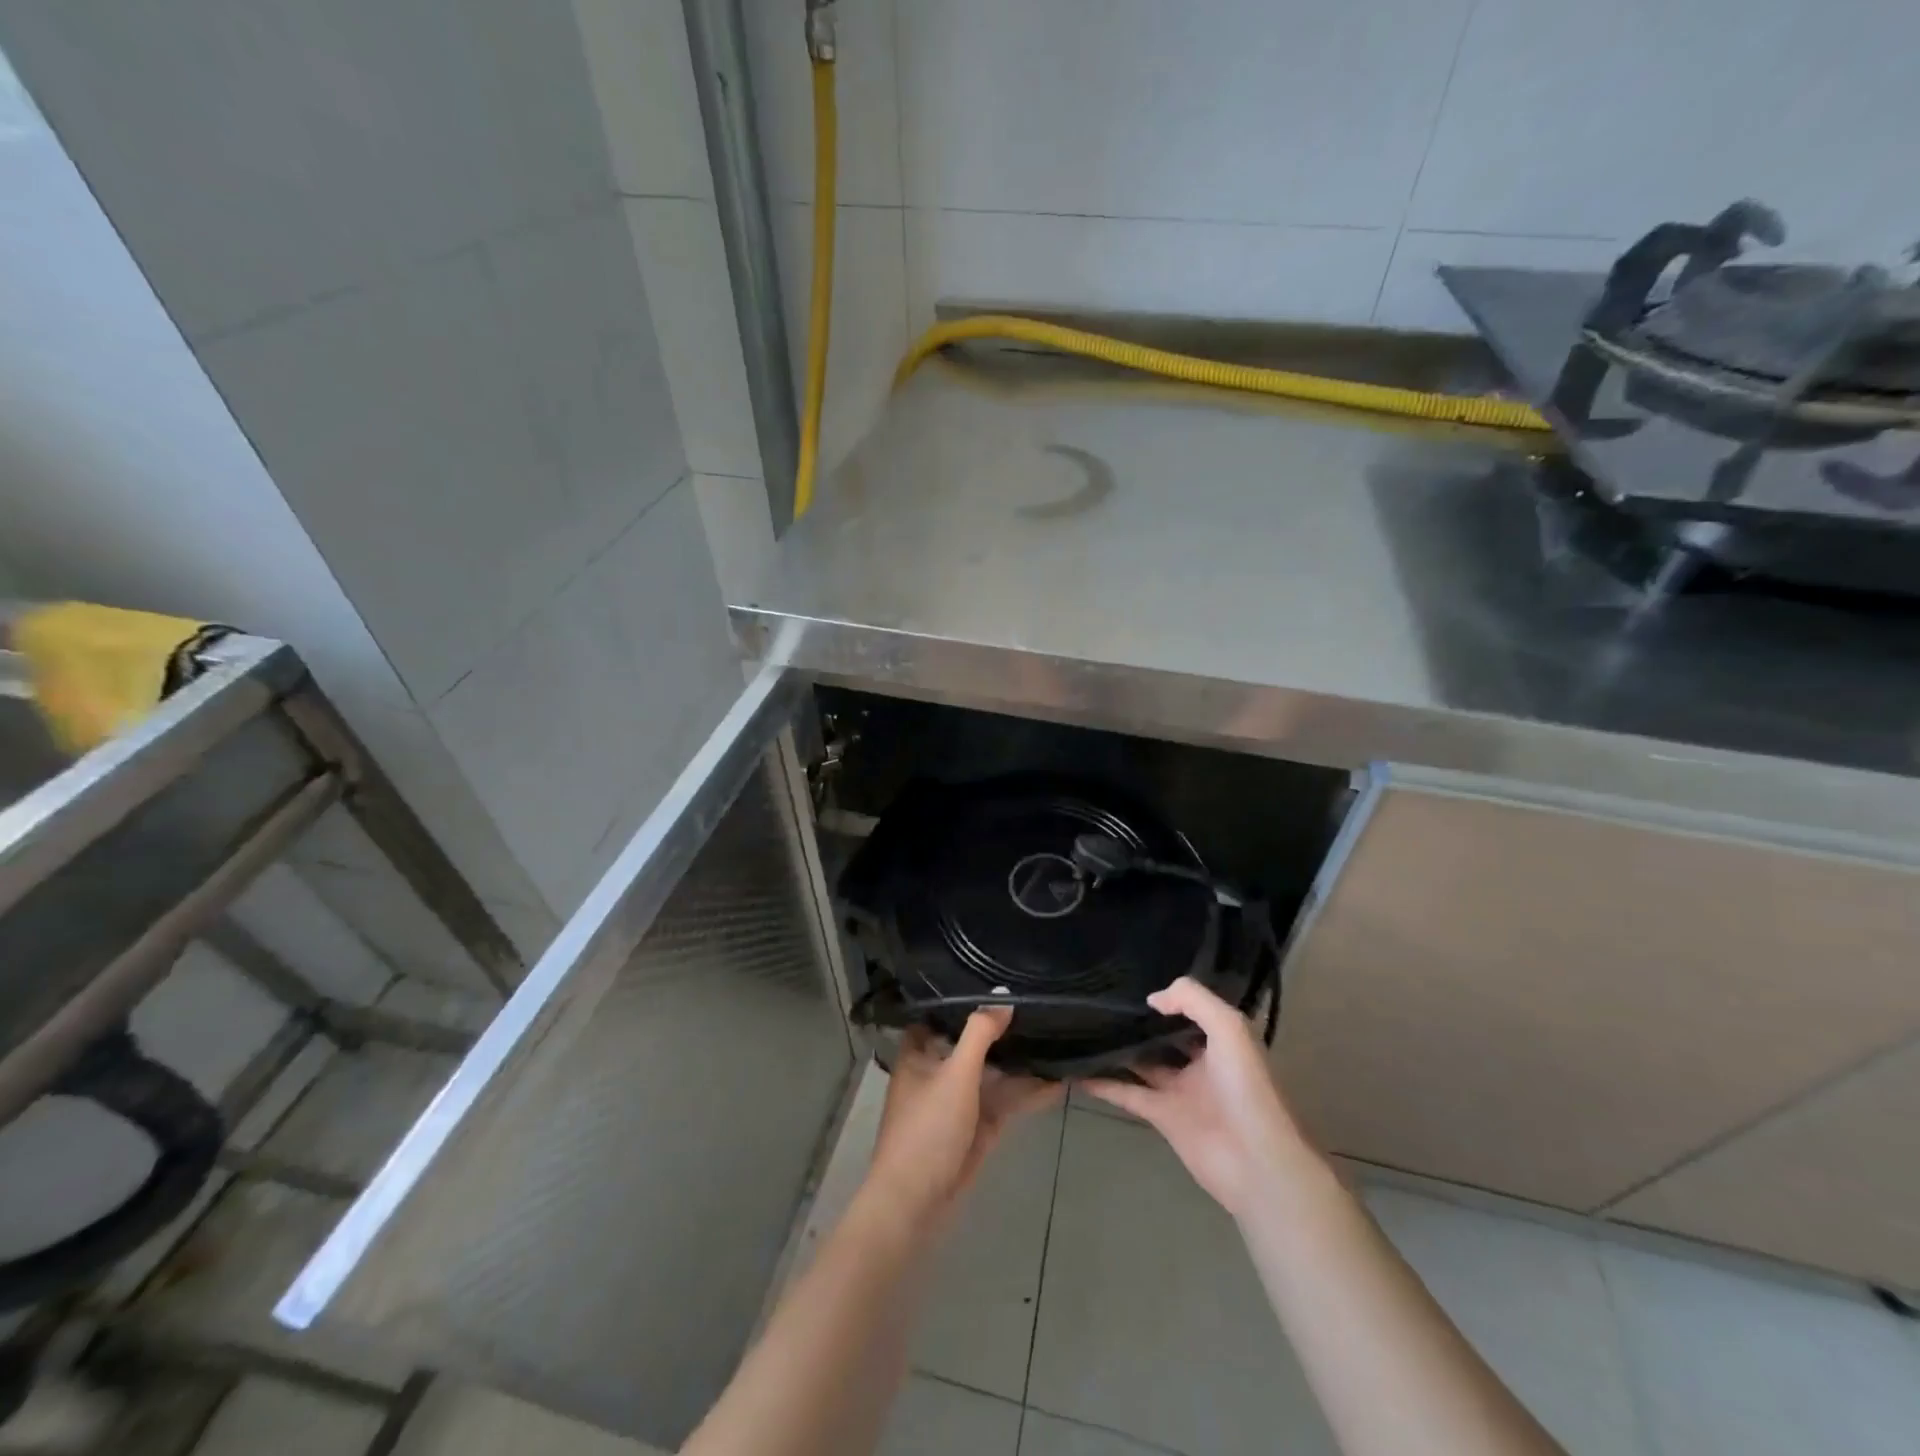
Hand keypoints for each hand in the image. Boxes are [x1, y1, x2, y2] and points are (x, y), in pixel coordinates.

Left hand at [867, 1009, 1061, 1220]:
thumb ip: (980, 1033)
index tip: (997, 978)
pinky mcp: (979, 1127)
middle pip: (973, 1042)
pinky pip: (1006, 1102)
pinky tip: (1058, 1080)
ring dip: (1021, 1061)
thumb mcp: (955, 1073)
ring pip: (994, 1073)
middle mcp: (939, 1070)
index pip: (942, 1013)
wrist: (916, 1204)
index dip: (967, 997)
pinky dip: (1028, 1093)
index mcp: (920, 1052)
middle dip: (1003, 1028)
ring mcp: (960, 1100)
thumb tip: (1004, 998)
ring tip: (1058, 1036)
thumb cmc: (927, 1129)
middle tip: (1040, 1003)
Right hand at [1082, 977, 1314, 1220]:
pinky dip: (1104, 1084)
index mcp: (1223, 1040)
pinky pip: (1127, 1094)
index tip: (1136, 979)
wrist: (1256, 1161)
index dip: (1170, 996)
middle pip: (1165, 1036)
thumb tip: (1152, 999)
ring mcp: (1181, 1090)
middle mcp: (1202, 1062)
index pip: (1193, 1010)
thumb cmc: (1247, 1087)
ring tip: (1084, 1028)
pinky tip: (1077, 1071)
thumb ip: (1191, 1000)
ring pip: (1143, 1062)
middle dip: (1141, 1021)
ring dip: (1118, 1049)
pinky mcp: (1162, 1116)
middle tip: (1103, 999)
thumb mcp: (1228, 1027)